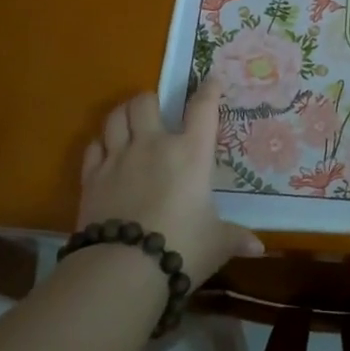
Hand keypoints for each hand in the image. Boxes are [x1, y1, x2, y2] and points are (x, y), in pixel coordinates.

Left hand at [78, 90, 263, 284]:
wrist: (123, 270)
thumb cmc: (181, 248)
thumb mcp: (216, 244)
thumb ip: (235, 238)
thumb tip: (258, 247)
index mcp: (190, 153)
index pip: (202, 109)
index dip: (208, 90)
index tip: (211, 81)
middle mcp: (153, 145)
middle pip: (145, 102)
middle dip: (151, 100)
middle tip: (157, 110)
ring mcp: (118, 158)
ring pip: (116, 117)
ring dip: (123, 114)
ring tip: (129, 121)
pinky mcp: (91, 177)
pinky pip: (93, 146)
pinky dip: (100, 144)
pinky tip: (105, 152)